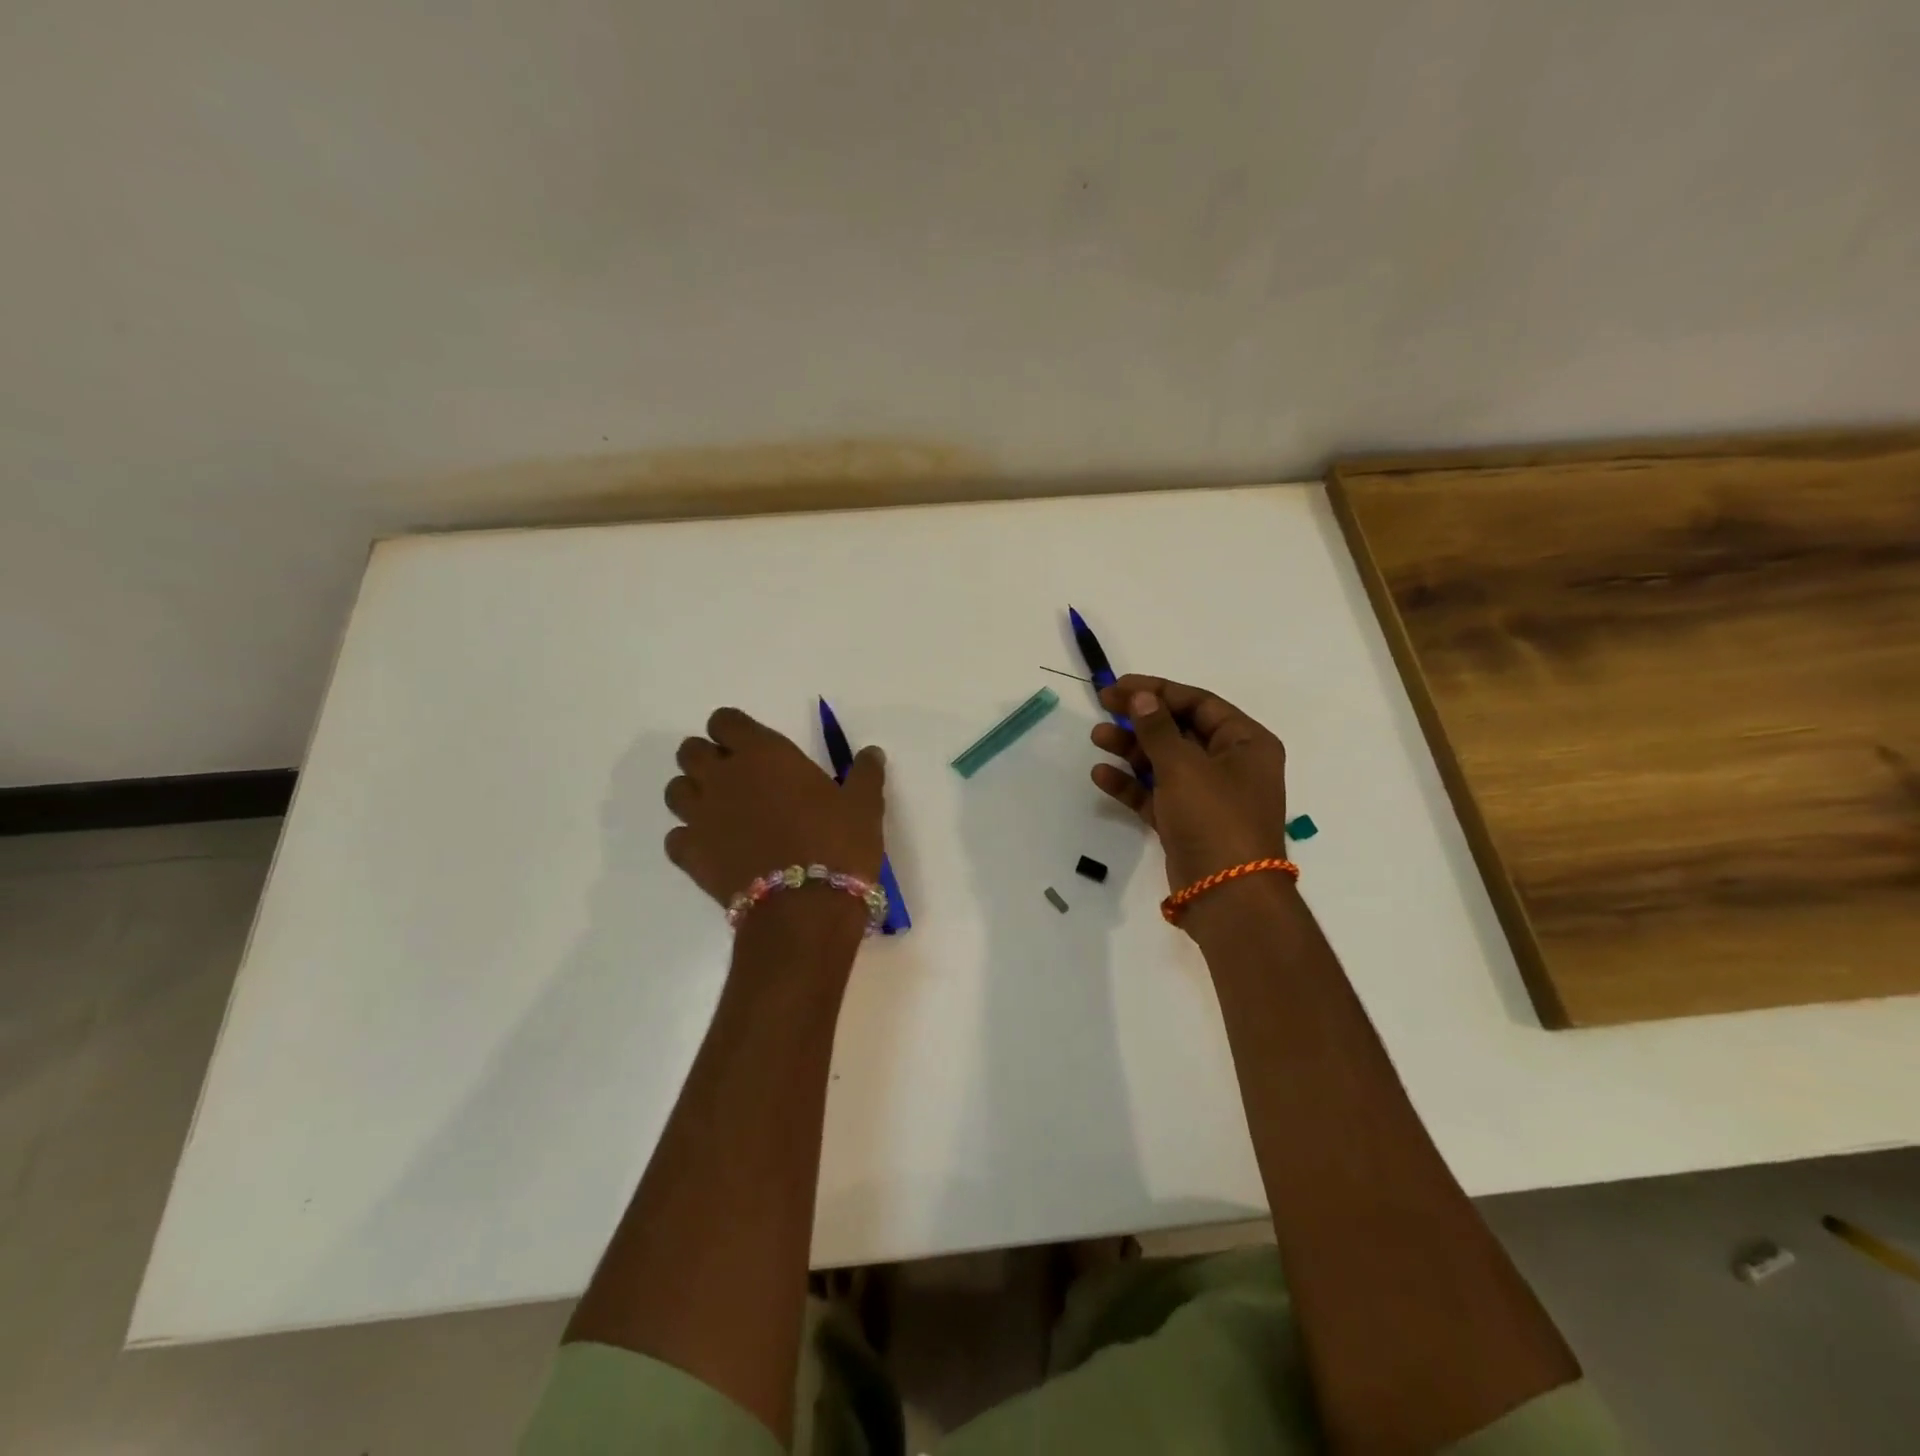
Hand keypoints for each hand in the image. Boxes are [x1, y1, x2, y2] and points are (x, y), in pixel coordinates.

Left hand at [664, 708, 886, 909]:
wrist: (805, 907)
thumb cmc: (837, 844)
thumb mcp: (864, 805)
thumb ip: (865, 774)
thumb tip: (871, 753)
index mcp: (763, 753)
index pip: (725, 721)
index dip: (734, 730)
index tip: (751, 746)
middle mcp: (723, 776)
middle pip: (690, 751)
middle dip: (707, 758)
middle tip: (736, 778)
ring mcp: (700, 816)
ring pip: (675, 790)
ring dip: (694, 794)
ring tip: (721, 811)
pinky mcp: (690, 855)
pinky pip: (675, 837)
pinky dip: (689, 839)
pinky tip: (713, 849)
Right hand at [1089, 675, 1289, 893]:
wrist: (1227, 895)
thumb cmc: (1214, 818)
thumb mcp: (1184, 766)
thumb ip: (1157, 728)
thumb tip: (1140, 696)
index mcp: (1246, 742)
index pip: (1199, 703)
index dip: (1157, 691)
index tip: (1119, 687)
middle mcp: (1230, 765)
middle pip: (1179, 730)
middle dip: (1140, 720)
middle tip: (1103, 707)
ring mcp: (1208, 796)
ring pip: (1164, 762)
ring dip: (1131, 749)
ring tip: (1096, 738)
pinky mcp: (1186, 822)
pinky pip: (1156, 794)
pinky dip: (1131, 784)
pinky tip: (1101, 775)